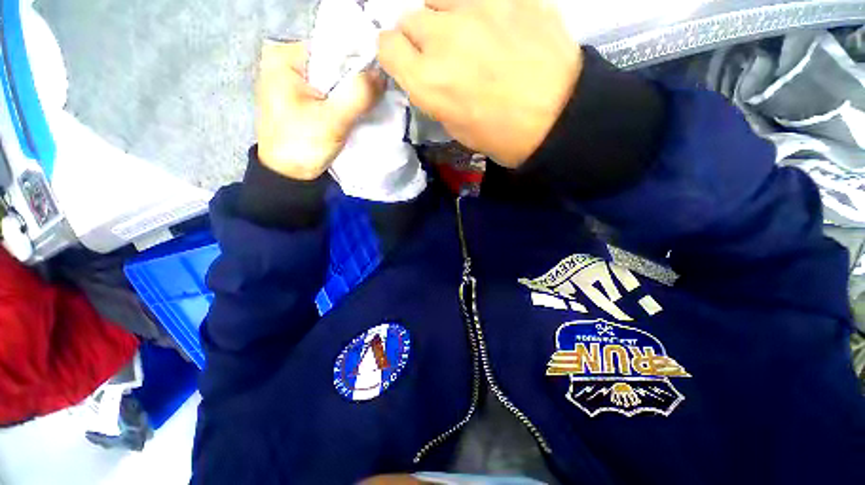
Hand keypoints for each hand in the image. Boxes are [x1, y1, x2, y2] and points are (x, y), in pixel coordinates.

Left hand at [256, 40, 384, 179]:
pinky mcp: (298, 97)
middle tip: (375, 94)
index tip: (377, 80)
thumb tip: (383, 74)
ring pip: (331, 77)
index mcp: (285, 58)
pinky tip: (353, 108)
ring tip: (367, 102)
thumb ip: (358, 95)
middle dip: (354, 78)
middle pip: (331, 62)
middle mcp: (285, 62)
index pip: (332, 48)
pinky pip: (327, 90)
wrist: (288, 176)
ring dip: (350, 90)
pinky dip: (342, 98)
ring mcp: (291, 80)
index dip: (358, 62)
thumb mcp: (333, 120)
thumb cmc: (303, 145)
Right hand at [378, 0, 581, 167]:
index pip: (387, 47)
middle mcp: (443, 39)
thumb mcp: (455, 128)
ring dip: (442, 17)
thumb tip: (425, 71)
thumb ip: (432, 93)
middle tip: (439, 54)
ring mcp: (477, 9)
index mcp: (428, 81)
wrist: (557, 118)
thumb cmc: (502, 136)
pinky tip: (491, 26)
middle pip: (409, 20)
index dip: (395, 55)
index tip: (407, 63)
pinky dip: (474, 9)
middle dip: (417, 38)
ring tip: (464, 35)